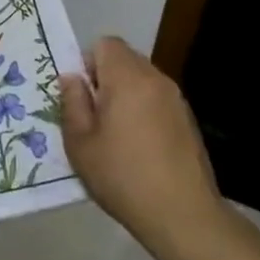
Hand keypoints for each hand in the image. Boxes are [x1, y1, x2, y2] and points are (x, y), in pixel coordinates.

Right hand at [60, 36, 224, 256]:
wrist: (183, 215)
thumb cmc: (123, 176)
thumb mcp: (80, 143)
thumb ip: (72, 103)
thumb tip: (71, 78)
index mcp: (128, 79)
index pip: (106, 44)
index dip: (88, 62)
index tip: (82, 95)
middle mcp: (156, 80)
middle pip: (125, 59)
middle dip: (105, 78)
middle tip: (93, 116)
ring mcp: (176, 100)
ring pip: (142, 80)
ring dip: (125, 95)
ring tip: (115, 135)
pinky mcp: (188, 121)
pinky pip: (157, 100)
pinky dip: (143, 111)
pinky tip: (139, 148)